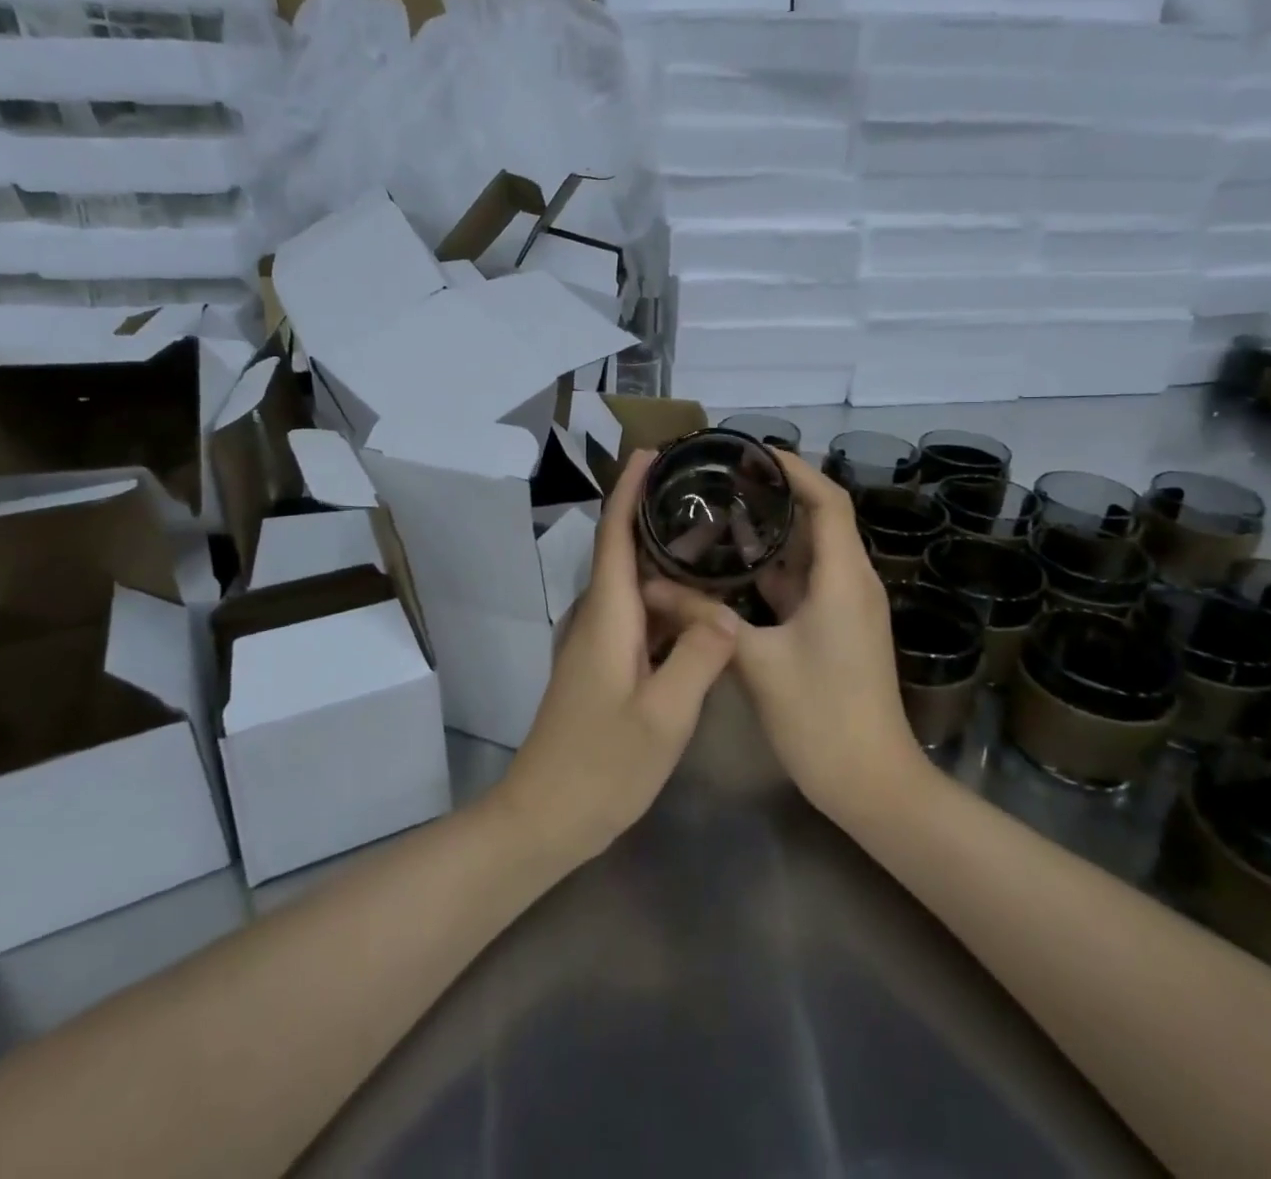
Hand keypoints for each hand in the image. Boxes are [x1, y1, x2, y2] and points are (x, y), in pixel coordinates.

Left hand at [492, 451, 738, 863]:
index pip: (615, 536)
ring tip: (715, 543)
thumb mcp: (665, 716)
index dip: (629, 490)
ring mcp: (596, 644)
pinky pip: (637, 617)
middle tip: (707, 496)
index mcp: (607, 617)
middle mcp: (596, 619)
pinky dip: (666, 601)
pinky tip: (699, 609)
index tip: (651, 453)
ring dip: (666, 562)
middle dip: (656, 517)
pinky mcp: (601, 667)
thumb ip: (700, 658)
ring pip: (634, 587)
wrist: (544, 817)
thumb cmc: (603, 765)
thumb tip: (726, 614)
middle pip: (624, 552)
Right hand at [648, 451, 918, 825]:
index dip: (794, 469)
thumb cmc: (822, 716)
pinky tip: (731, 570)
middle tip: (722, 481)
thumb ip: (704, 617)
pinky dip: (771, 571)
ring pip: (808, 554)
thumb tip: (652, 585)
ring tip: (719, 514)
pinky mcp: (834, 630)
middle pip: (818, 520)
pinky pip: (803, 584)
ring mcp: (845, 608)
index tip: (750, 453)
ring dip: (771, 534)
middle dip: (775, 496)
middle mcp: (850, 582)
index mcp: (843, 577)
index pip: (827, 500)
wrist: (871, 784)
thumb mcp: (756, 662)